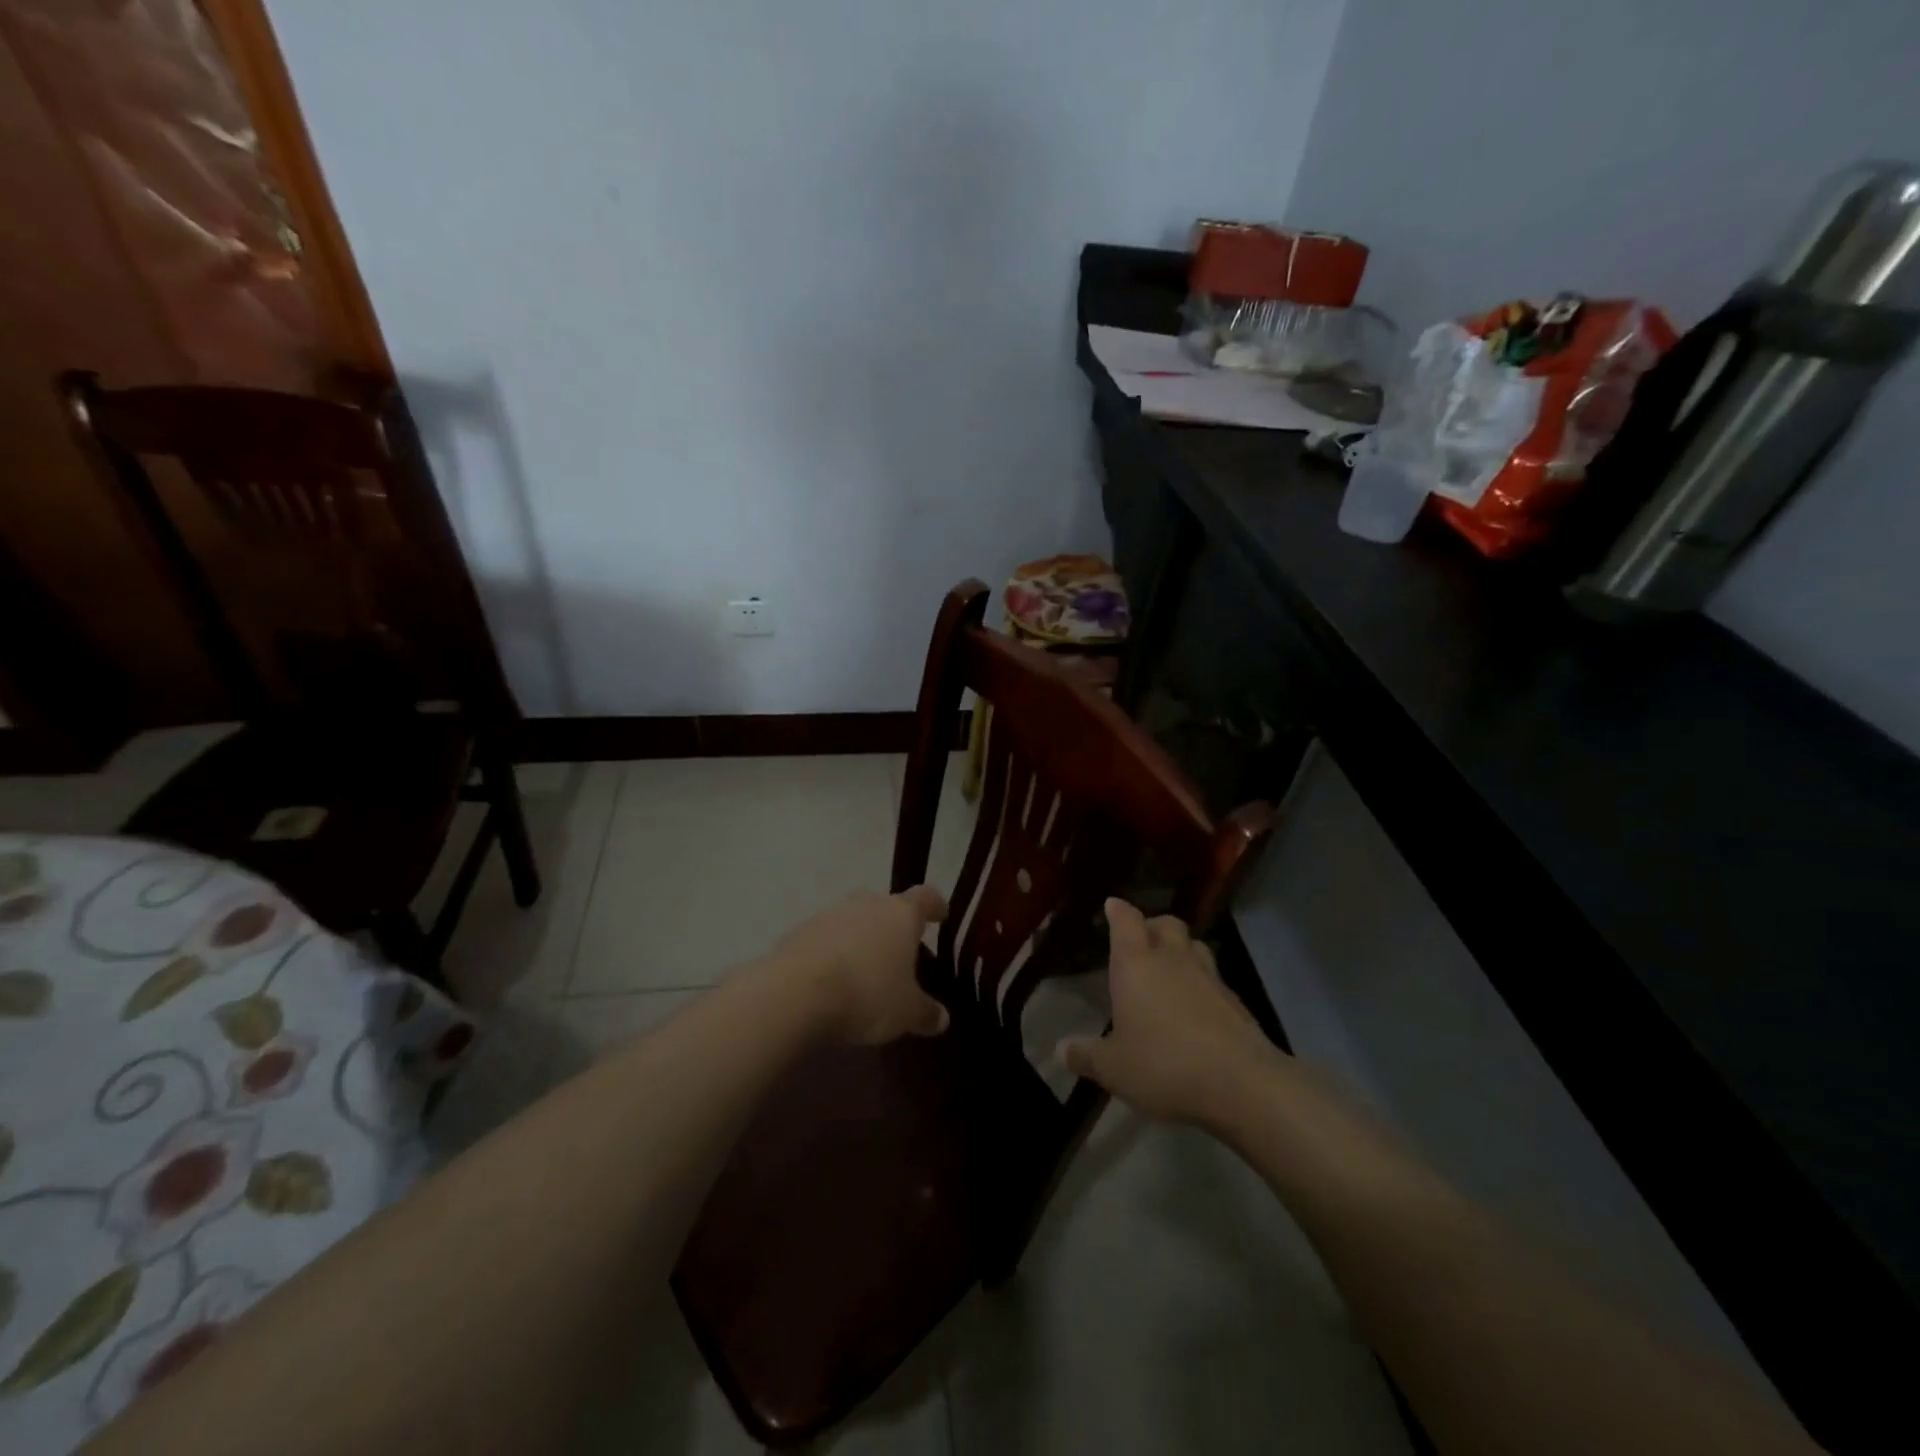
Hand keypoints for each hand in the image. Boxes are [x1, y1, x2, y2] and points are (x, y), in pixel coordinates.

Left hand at [770, 886, 951, 1045]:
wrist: (795, 993)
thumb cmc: (867, 993)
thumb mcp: (906, 1013)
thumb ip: (926, 1013)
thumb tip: (942, 1018)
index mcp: (901, 914)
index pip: (925, 898)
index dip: (935, 906)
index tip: (940, 915)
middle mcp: (867, 904)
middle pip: (886, 906)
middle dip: (893, 926)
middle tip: (900, 952)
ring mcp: (830, 914)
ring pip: (854, 920)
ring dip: (860, 939)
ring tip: (864, 970)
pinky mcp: (799, 932)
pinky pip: (825, 938)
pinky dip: (833, 953)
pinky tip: (833, 979)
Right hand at [1060, 898, 1281, 1127]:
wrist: (1241, 1083)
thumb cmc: (1164, 1065)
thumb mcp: (1114, 1068)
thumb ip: (1087, 1055)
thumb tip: (1061, 1049)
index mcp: (1136, 964)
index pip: (1126, 921)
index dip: (1118, 910)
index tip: (1112, 904)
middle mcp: (1173, 959)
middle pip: (1166, 924)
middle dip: (1153, 926)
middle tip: (1142, 939)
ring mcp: (1210, 977)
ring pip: (1195, 946)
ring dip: (1181, 950)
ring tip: (1171, 968)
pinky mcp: (1236, 1002)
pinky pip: (1214, 978)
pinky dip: (1202, 983)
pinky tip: (1196, 1006)